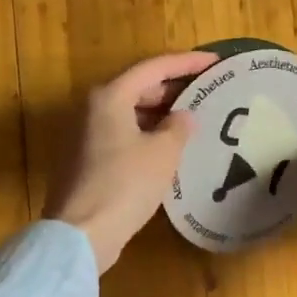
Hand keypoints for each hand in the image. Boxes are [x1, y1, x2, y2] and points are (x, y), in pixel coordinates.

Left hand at [44, 52, 216, 272]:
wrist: (81, 234)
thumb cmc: (125, 184)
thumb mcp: (163, 152)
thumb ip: (178, 127)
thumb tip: (183, 117)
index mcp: (110, 96)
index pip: (154, 68)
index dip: (187, 62)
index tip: (215, 62)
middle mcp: (93, 108)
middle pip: (139, 87)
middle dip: (174, 87)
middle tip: (206, 89)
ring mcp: (86, 135)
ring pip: (130, 111)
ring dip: (161, 112)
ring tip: (193, 117)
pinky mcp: (86, 160)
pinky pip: (123, 133)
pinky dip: (147, 132)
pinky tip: (169, 146)